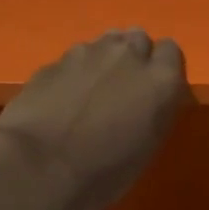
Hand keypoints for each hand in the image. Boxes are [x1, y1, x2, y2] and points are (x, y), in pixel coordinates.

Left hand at [0, 30, 189, 209]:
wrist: (38, 167)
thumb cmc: (104, 171)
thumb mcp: (148, 146)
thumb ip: (154, 110)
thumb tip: (147, 100)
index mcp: (160, 79)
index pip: (171, 51)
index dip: (161, 69)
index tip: (152, 90)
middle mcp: (127, 55)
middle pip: (138, 38)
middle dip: (134, 56)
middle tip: (124, 88)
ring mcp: (87, 53)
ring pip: (104, 42)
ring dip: (104, 60)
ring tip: (92, 91)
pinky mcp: (54, 61)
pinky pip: (72, 60)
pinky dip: (73, 74)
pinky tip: (61, 100)